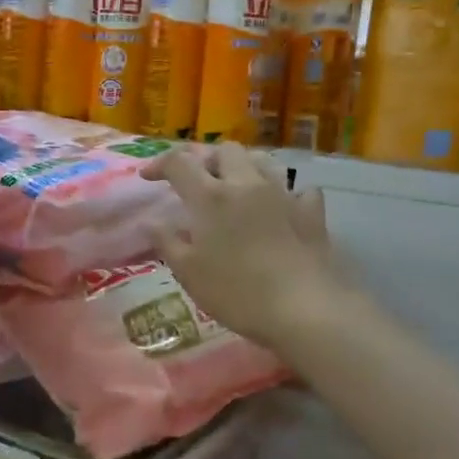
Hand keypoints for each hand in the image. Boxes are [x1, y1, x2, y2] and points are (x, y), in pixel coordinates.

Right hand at [144, 143, 337, 350]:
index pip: (179, 163)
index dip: (160, 164)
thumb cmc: (237, 292)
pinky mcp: (310, 211)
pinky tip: (280, 207)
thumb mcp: (189, 273)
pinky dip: (284, 193)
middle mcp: (246, 183)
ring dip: (242, 167)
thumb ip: (167, 242)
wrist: (304, 307)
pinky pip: (297, 188)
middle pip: (223, 151)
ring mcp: (282, 193)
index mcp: (210, 196)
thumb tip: (152, 222)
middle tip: (195, 182)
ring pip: (260, 160)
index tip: (148, 178)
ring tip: (234, 187)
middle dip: (205, 160)